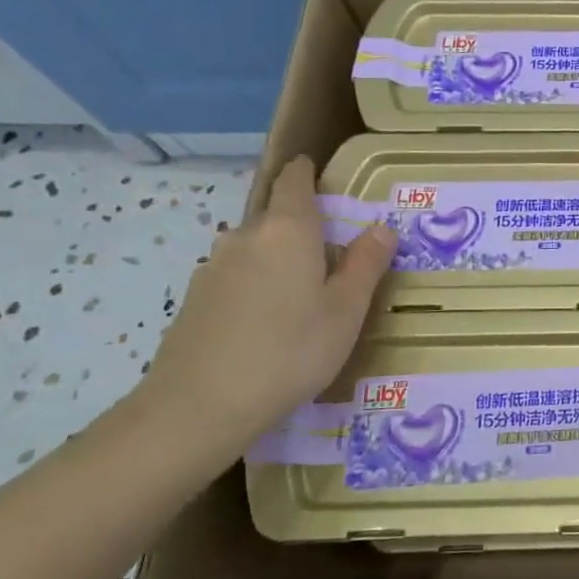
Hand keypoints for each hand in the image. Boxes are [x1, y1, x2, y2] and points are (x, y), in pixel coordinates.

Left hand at [137, 155, 396, 454]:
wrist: (199, 406)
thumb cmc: (291, 350)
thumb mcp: (346, 310)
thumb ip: (365, 265)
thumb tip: (382, 228)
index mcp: (287, 231)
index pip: (293, 182)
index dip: (305, 172)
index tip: (319, 172)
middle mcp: (245, 238)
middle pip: (275, 218)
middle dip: (302, 228)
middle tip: (333, 258)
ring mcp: (213, 269)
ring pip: (255, 251)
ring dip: (279, 261)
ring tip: (304, 297)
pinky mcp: (196, 301)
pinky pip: (237, 279)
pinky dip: (258, 287)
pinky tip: (270, 324)